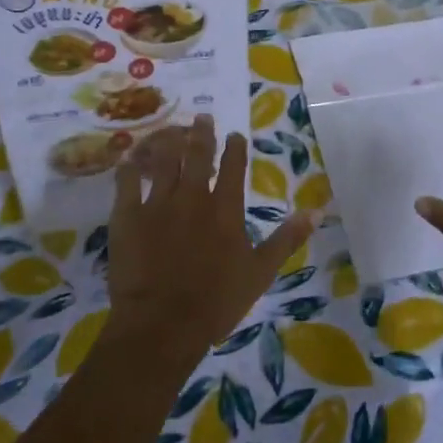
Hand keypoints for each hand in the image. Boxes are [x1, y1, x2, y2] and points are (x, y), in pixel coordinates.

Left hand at [106, 115, 315, 357]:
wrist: (162, 325)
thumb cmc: (216, 302)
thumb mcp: (261, 272)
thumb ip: (287, 238)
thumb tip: (317, 211)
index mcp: (225, 208)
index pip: (233, 166)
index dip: (235, 147)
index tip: (234, 135)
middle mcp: (192, 196)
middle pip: (197, 155)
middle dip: (201, 133)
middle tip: (201, 117)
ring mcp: (157, 203)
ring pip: (163, 160)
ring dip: (169, 141)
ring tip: (172, 129)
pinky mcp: (127, 216)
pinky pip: (126, 182)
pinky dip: (129, 167)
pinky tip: (129, 157)